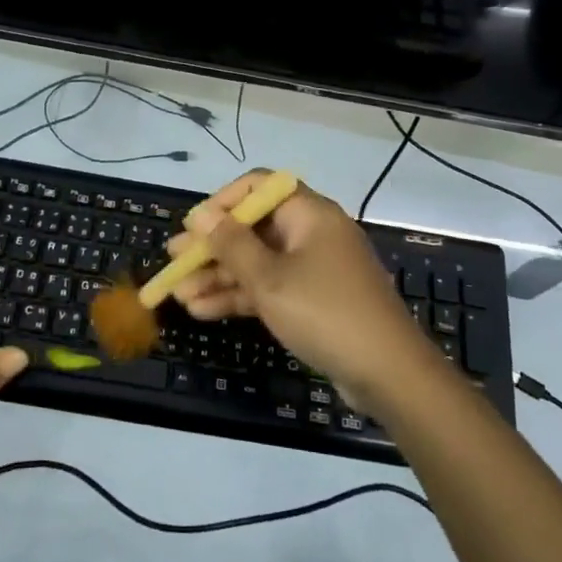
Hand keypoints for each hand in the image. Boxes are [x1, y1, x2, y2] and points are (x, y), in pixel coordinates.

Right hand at [165, 173, 442, 410]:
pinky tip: (204, 311)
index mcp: (308, 213)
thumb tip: (200, 213)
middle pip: (254, 228)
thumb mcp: (269, 279)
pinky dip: (241, 296)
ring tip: (179, 295)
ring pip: (258, 262)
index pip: (259, 187)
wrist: (388, 373)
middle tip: (173, 264)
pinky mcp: (314, 300)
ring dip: (220, 276)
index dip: (222, 202)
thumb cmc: (324, 312)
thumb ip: (231, 245)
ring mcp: (314, 268)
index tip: (193, 227)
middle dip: (212, 247)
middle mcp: (312, 233)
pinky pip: (271, 287)